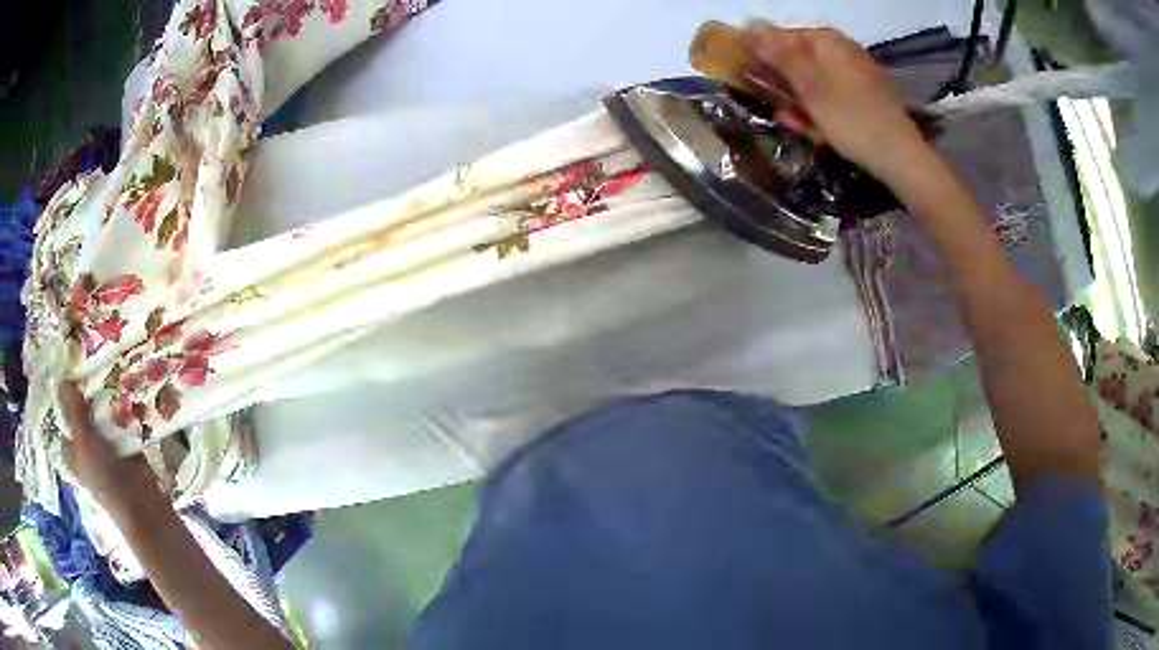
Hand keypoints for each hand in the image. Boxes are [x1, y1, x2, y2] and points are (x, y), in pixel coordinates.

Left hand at [60, 382, 163, 516]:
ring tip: (107, 369)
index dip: (64, 399)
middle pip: (82, 413)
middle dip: (86, 393)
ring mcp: (105, 447)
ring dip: (105, 398)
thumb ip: (74, 412)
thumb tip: (62, 381)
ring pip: (101, 416)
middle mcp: (86, 447)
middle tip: (88, 364)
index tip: (69, 373)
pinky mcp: (124, 445)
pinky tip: (123, 389)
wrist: (139, 502)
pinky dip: (121, 408)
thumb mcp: (84, 442)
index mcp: (72, 451)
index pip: (64, 420)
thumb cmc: (104, 476)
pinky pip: (120, 421)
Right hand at [741, 22, 933, 186]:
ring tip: (796, 124)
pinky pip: (835, 96)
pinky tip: (819, 130)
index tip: (751, 78)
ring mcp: (858, 73)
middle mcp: (843, 50)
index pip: (782, 36)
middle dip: (783, 84)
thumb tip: (749, 25)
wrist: (900, 156)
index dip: (763, 56)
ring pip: (816, 80)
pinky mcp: (868, 96)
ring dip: (801, 102)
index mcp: (828, 40)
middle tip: (776, 108)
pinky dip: (822, 110)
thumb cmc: (850, 118)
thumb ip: (778, 54)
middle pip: (799, 59)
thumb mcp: (809, 86)